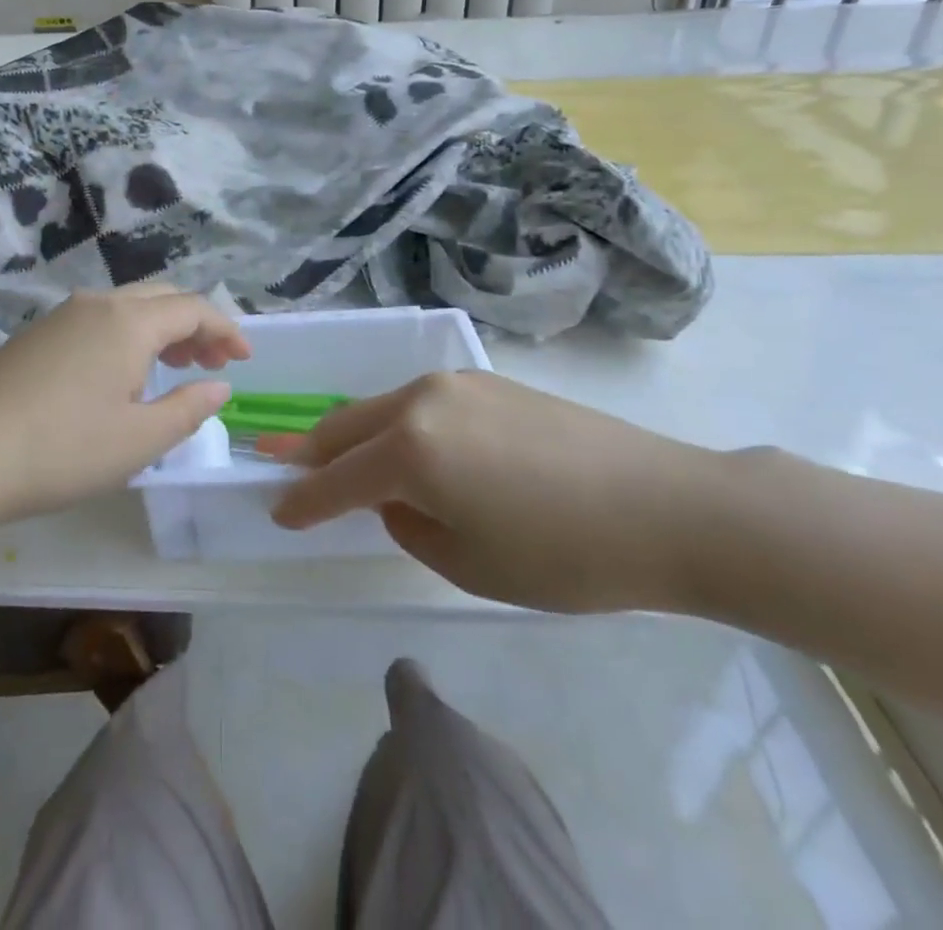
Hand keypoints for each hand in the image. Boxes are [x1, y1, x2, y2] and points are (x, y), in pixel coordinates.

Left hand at [0, 284, 248, 525]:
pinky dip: (125, 337)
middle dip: (194, 326)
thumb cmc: (61, 451)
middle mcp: (96, 305)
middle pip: (160, 298)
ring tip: (172, 369)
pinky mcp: (33, 336)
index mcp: (128, 322)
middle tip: (211, 364)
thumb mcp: (139, 441)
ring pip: (126, 307)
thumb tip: (219, 385)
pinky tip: (119, 376)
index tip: (245, 359)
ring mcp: (59, 317)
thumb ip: (188, 408)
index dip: (225, 330)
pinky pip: (96, 321)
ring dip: (159, 330)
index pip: (193, 309)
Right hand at [268, 371, 716, 613]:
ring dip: (354, 433)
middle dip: (310, 449)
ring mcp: (456, 382)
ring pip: (382, 407)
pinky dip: (396, 424)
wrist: (666, 505)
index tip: (277, 511)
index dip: (303, 500)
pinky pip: (420, 401)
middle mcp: (421, 401)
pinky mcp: (488, 381)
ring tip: (338, 454)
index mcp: (410, 450)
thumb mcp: (470, 563)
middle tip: (276, 458)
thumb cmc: (564, 554)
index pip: (337, 479)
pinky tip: (408, 444)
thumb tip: (396, 499)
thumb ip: (411, 526)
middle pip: (346, 424)